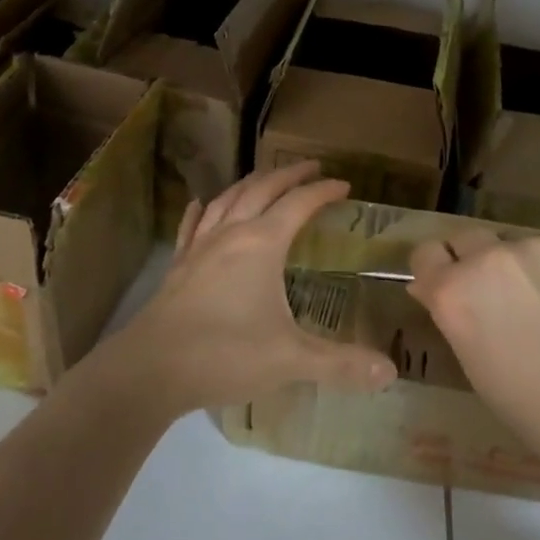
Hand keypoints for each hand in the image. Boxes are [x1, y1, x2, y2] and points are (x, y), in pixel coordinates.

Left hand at [112, 162, 397, 418]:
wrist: (150, 369)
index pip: (299, 204)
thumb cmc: (225, 354)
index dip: (323, 192)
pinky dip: (203, 210)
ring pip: (228, 200)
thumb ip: (340, 363)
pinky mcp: (179, 266)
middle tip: (310, 166)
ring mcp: (200, 247)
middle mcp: (231, 234)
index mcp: (262, 244)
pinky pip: (192, 226)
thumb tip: (390, 373)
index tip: (344, 185)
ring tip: (265, 178)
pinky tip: (202, 205)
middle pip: (263, 189)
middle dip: (289, 174)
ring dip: (251, 183)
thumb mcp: (290, 359)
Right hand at [407, 231, 539, 483]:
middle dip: (473, 261)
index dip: (435, 272)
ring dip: (521, 266)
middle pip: (466, 238)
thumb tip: (435, 291)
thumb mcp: (480, 373)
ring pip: (516, 243)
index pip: (425, 255)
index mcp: (454, 293)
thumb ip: (457, 321)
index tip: (448, 289)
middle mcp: (489, 257)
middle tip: (499, 298)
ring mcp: (538, 244)